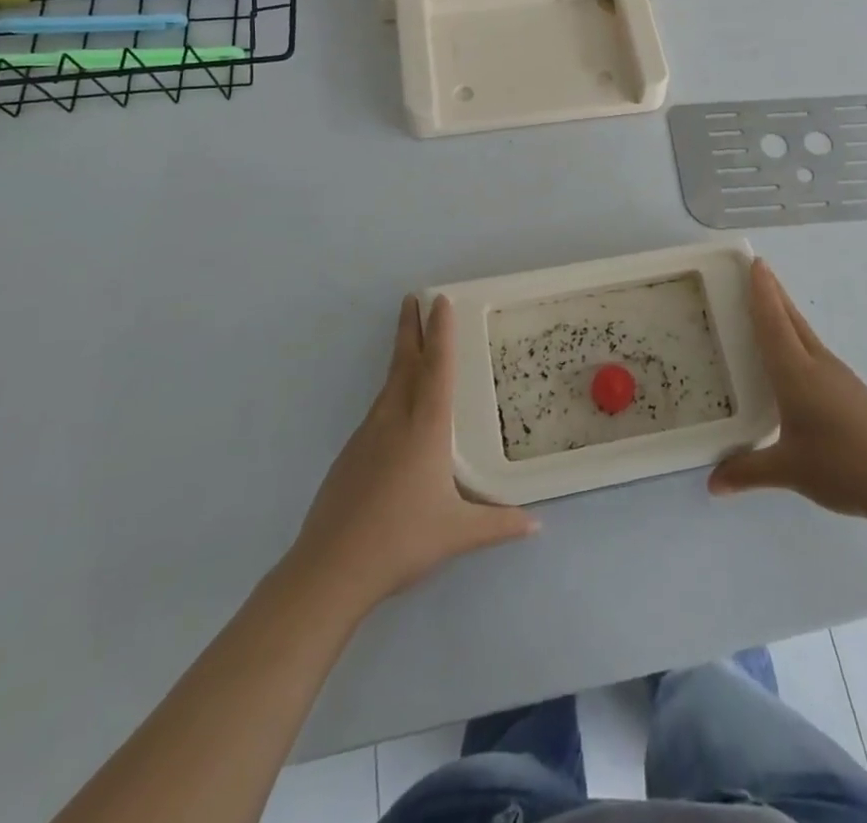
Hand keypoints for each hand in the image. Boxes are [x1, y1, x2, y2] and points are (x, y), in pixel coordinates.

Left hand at [290, 295, 537, 613]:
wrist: (330, 568)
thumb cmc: (401, 541)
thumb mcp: (458, 534)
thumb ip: (499, 524)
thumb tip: (536, 523)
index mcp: (425, 428)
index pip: (437, 368)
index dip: (440, 332)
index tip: (440, 301)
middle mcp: (395, 420)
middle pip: (405, 363)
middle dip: (411, 328)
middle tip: (413, 297)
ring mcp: (368, 434)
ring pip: (388, 383)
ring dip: (401, 356)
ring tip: (410, 342)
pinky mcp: (351, 453)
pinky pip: (378, 409)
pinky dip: (391, 390)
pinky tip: (396, 407)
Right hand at [710, 260, 866, 519]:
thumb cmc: (842, 467)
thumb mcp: (788, 471)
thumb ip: (747, 472)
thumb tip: (712, 484)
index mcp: (796, 374)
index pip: (773, 323)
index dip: (762, 292)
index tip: (755, 263)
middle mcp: (817, 365)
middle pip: (791, 319)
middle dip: (773, 293)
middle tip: (757, 270)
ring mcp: (838, 376)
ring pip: (805, 334)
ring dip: (786, 314)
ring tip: (768, 306)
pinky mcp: (850, 391)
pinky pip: (815, 352)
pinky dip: (797, 339)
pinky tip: (793, 357)